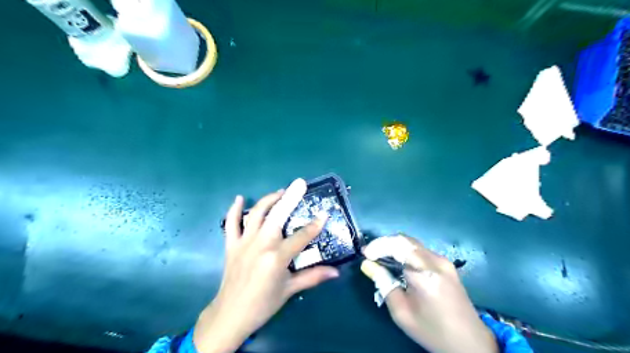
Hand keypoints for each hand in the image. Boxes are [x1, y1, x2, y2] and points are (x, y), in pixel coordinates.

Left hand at [193, 179, 339, 352]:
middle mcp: (261, 244)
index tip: (324, 214)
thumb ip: (313, 277)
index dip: (315, 225)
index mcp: (277, 257)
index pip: (301, 236)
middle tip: (300, 183)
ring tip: (281, 192)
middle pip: (278, 215)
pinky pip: (231, 223)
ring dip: (269, 200)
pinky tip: (240, 198)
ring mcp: (244, 242)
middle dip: (290, 198)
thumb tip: (336, 272)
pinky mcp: (231, 245)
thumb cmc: (263, 304)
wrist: (231, 315)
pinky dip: (234, 209)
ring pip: (257, 214)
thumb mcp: (290, 290)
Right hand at [363, 236, 499, 352]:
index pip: (397, 246)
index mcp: (425, 275)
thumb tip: (368, 265)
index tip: (365, 254)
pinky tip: (398, 263)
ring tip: (380, 258)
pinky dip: (404, 252)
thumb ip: (384, 284)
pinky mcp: (446, 264)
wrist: (470, 342)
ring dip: (394, 247)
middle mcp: (436, 261)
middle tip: (370, 255)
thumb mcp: (401, 312)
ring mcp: (443, 261)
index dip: (378, 246)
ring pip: (412, 243)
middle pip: (404, 240)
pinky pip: (420, 250)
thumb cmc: (432, 331)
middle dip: (384, 244)